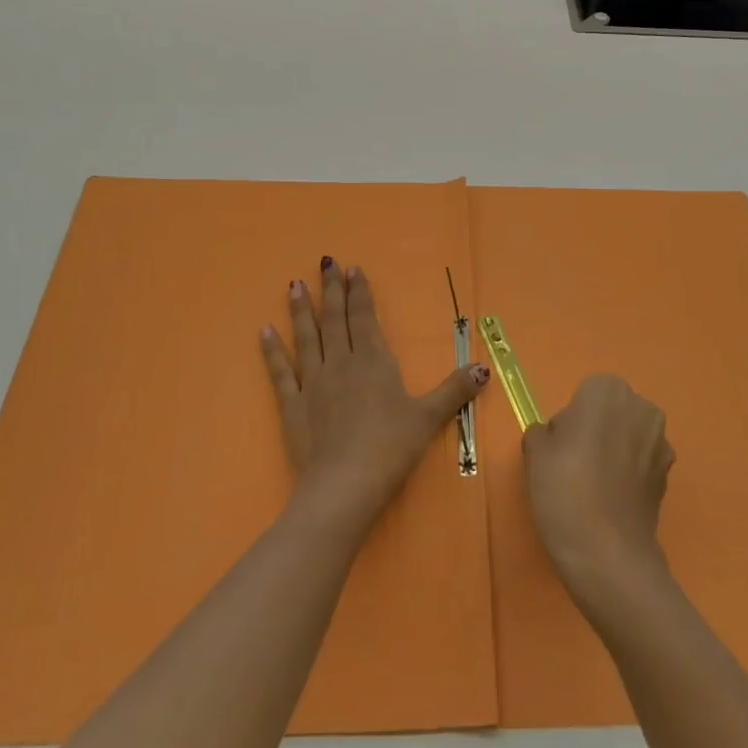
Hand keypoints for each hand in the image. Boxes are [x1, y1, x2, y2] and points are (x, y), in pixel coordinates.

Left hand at [261, 258, 488, 531]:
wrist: (344, 484)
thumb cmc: (391, 447)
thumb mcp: (429, 418)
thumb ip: (454, 390)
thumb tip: (483, 367)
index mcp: (373, 361)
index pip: (365, 317)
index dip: (359, 292)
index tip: (353, 269)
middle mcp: (340, 363)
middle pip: (335, 319)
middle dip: (332, 290)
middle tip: (325, 262)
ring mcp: (313, 382)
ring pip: (306, 337)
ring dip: (301, 310)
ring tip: (295, 284)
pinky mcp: (292, 405)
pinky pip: (281, 372)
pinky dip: (272, 351)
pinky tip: (264, 331)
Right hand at [524, 374, 675, 602]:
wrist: (607, 552)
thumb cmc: (564, 488)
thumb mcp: (535, 452)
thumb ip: (543, 432)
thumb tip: (558, 437)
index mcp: (608, 391)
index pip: (587, 391)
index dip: (572, 416)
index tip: (561, 444)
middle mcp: (642, 408)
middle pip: (613, 409)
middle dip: (597, 428)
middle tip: (574, 462)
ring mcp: (661, 442)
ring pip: (630, 435)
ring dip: (616, 450)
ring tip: (593, 485)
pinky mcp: (669, 476)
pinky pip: (642, 462)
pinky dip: (630, 474)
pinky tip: (611, 501)